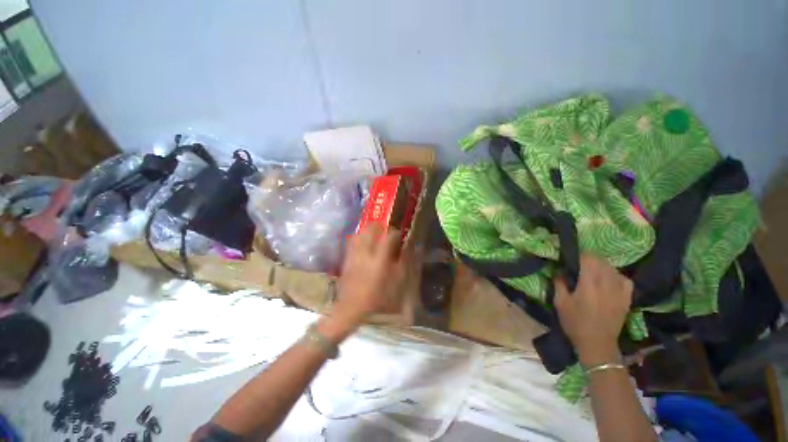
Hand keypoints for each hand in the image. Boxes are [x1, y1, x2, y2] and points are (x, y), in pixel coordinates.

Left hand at [333, 224, 409, 323]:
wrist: (352, 308)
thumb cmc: (379, 297)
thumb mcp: (398, 282)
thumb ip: (405, 262)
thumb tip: (410, 247)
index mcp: (380, 259)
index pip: (389, 236)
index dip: (396, 233)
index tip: (400, 236)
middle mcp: (366, 252)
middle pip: (371, 228)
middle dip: (381, 226)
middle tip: (387, 232)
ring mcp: (354, 254)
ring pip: (360, 232)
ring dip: (369, 230)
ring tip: (376, 235)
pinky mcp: (347, 257)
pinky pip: (352, 241)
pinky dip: (360, 237)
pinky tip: (364, 243)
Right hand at [554, 254, 632, 366]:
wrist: (597, 344)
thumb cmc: (575, 323)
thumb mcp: (560, 303)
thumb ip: (559, 284)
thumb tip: (559, 271)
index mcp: (589, 284)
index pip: (589, 259)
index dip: (580, 255)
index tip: (572, 257)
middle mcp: (606, 284)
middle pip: (602, 261)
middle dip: (590, 259)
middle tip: (579, 264)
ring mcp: (619, 291)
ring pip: (613, 269)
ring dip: (602, 266)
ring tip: (593, 271)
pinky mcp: (626, 299)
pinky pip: (625, 280)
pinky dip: (617, 276)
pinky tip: (610, 279)